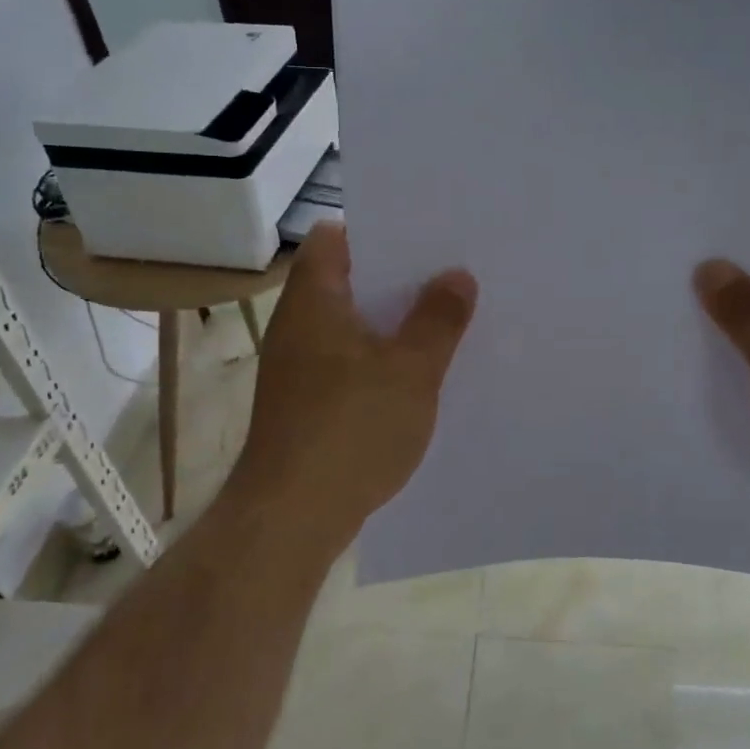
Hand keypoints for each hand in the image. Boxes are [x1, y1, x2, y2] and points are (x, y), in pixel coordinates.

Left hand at [229, 223, 476, 554]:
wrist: (292, 517)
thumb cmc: (351, 428)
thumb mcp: (411, 369)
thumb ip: (438, 318)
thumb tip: (457, 275)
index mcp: (314, 301)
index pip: (333, 238)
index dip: (376, 231)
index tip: (423, 238)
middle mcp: (298, 326)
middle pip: (347, 282)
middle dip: (397, 281)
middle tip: (449, 279)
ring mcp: (297, 368)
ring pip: (350, 327)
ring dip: (391, 325)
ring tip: (444, 324)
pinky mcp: (304, 405)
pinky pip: (347, 365)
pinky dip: (378, 362)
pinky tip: (416, 380)